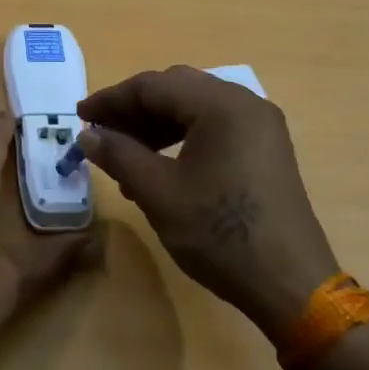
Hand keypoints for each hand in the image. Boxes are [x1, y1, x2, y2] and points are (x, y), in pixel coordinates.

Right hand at [76, 67, 339, 343]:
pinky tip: (158, 166)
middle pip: (176, 90)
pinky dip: (180, 138)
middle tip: (99, 133)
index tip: (79, 117)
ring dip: (155, 125)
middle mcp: (246, 103)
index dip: (112, 99)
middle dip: (133, 109)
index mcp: (222, 105)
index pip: (154, 85)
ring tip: (123, 155)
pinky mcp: (265, 149)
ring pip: (194, 108)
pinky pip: (214, 128)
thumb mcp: (159, 193)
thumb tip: (88, 135)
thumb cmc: (220, 234)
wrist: (290, 284)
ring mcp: (260, 126)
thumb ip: (119, 155)